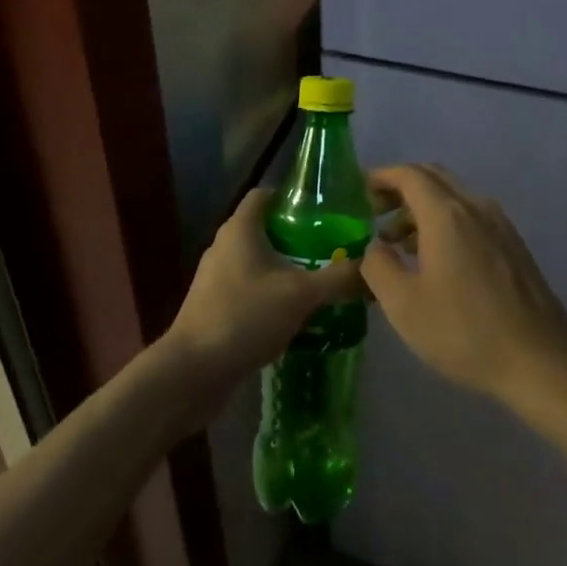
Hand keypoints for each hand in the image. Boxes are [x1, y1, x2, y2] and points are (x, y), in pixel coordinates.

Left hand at [161, 188, 363, 391]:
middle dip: (298, 238)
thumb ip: (339, 278)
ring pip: (258, 262)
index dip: (293, 197)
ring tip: (321, 282)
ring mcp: (216, 278)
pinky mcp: (214, 307)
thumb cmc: (244, 316)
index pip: (266, 194)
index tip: (325, 211)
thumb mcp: (300, 294)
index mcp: (240, 229)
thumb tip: (373, 267)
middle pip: (265, 229)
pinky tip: (296, 315)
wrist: (193, 371)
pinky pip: (249, 289)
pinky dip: (272, 294)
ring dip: (286, 269)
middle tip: (333, 249)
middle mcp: (224, 245)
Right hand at [362, 164, 566, 409]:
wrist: (541, 362)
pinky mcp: (513, 245)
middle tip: (374, 211)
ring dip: (422, 207)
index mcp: (446, 214)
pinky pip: (471, 215)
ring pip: (453, 196)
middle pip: (432, 177)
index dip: (381, 177)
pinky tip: (435, 259)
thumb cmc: (465, 331)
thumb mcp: (404, 305)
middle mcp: (474, 206)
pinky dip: (445, 221)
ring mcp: (499, 224)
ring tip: (397, 241)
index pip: (408, 174)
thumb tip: (374, 245)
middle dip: (400, 187)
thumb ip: (378, 265)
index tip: (358, 191)